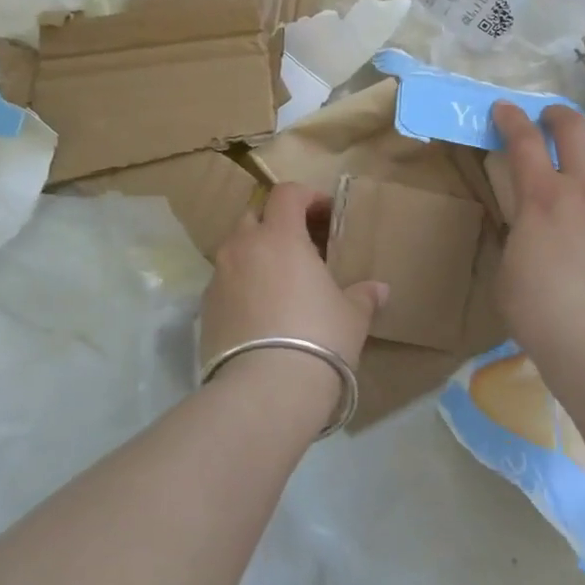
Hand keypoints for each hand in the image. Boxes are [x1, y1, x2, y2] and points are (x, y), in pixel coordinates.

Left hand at [200, 184, 387, 409]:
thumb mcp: (351, 316)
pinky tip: (260, 311)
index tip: (325, 212)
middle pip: (255, 216)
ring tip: (280, 281)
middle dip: (276, 223)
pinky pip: (224, 282)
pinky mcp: (204, 308)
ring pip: (235, 249)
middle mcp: (243, 247)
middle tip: (301, 245)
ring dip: (256, 254)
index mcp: (280, 237)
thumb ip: (363, 296)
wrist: (265, 390)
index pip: (286, 194)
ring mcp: (219, 277)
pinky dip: (241, 284)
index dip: (306, 196)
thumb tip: (380, 290)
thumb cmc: (318, 338)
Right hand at [490, 103, 584, 358]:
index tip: (504, 109)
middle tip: (552, 120)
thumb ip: (521, 239)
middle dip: (559, 116)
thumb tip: (531, 233)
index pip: (522, 139)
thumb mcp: (509, 272)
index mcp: (543, 197)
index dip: (510, 118)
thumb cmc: (542, 314)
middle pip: (575, 128)